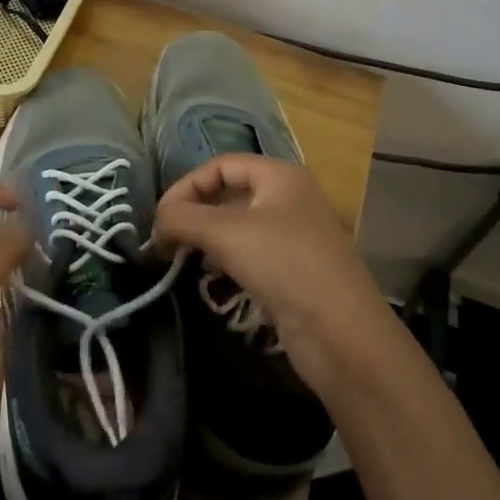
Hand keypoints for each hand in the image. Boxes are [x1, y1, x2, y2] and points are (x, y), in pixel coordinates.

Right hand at [153, 154, 399, 399]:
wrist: (342, 334)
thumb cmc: (284, 265)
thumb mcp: (225, 233)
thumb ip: (182, 218)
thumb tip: (156, 222)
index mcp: (280, 176)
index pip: (220, 165)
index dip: (187, 186)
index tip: (160, 219)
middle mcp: (290, 199)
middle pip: (229, 194)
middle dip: (195, 214)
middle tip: (165, 241)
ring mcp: (295, 236)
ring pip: (238, 227)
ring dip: (207, 239)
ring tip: (183, 259)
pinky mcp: (294, 271)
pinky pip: (251, 255)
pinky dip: (226, 261)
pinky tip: (212, 278)